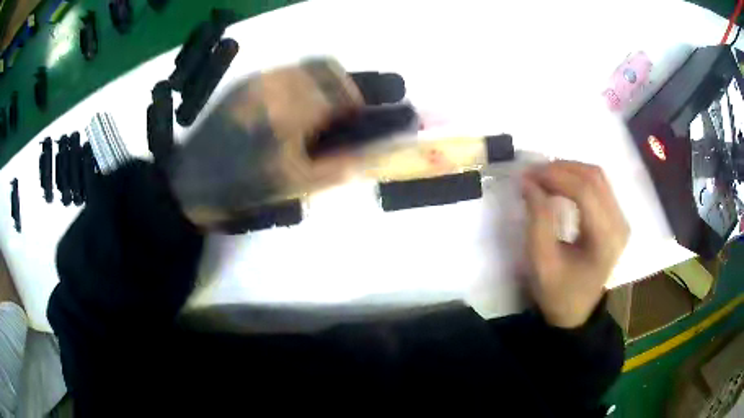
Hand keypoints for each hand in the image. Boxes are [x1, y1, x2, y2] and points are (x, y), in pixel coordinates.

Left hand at [167, 59, 367, 227]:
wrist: (193, 180)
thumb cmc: (242, 187)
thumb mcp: (290, 186)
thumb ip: (334, 168)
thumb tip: (365, 154)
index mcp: (287, 116)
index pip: (338, 93)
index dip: (354, 103)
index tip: (355, 118)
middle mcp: (273, 88)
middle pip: (325, 67)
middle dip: (341, 86)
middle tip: (339, 110)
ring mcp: (256, 81)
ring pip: (303, 65)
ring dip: (320, 80)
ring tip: (316, 107)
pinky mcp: (244, 83)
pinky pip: (283, 71)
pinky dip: (299, 81)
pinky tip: (291, 105)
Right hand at [521, 161, 628, 327]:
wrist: (576, 311)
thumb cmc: (558, 291)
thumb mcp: (541, 262)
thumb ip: (537, 219)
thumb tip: (529, 181)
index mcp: (605, 240)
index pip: (585, 192)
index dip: (555, 177)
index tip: (527, 176)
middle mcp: (619, 224)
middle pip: (594, 178)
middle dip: (560, 169)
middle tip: (532, 174)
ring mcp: (621, 219)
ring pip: (597, 176)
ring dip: (568, 169)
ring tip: (543, 176)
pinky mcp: (617, 217)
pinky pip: (599, 184)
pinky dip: (577, 177)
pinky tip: (560, 182)